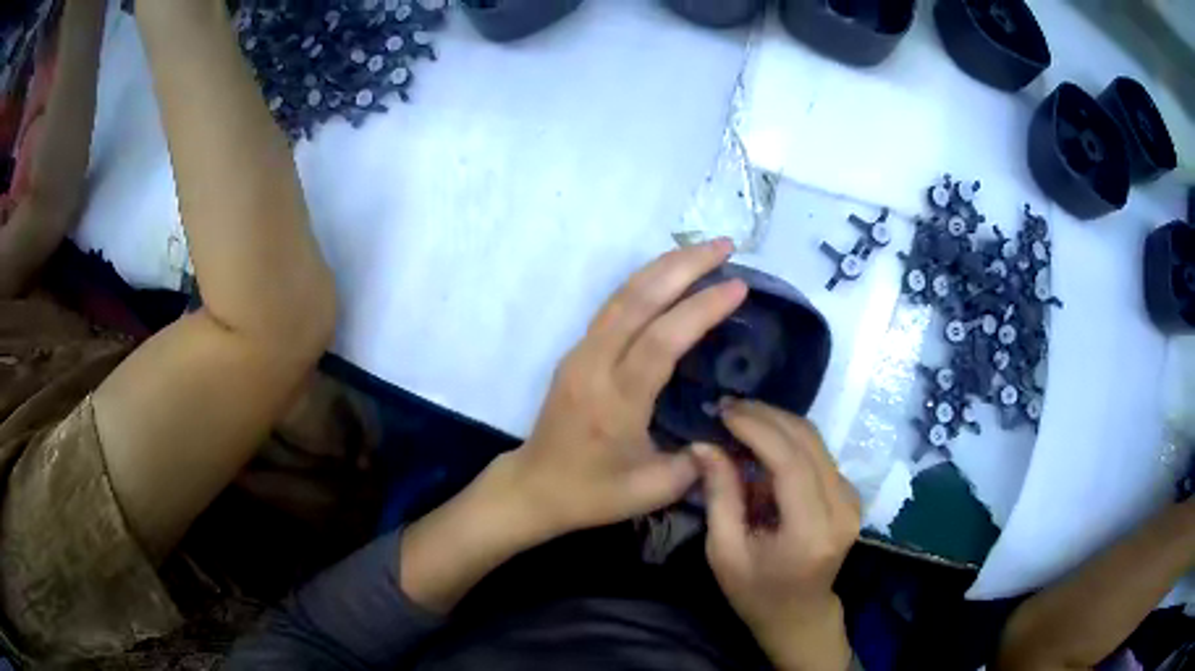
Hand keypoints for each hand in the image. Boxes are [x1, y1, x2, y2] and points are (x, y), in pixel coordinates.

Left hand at [508, 239, 747, 536]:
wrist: (534, 487)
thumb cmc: (591, 493)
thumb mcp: (651, 491)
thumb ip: (696, 463)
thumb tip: (728, 431)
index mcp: (615, 400)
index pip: (661, 340)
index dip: (700, 309)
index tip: (738, 285)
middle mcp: (595, 364)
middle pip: (638, 300)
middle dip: (684, 265)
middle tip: (725, 245)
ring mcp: (581, 353)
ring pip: (622, 295)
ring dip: (663, 266)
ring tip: (703, 250)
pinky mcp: (577, 352)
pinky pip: (614, 306)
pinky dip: (645, 283)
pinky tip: (668, 276)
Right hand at [695, 401, 859, 670]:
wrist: (800, 614)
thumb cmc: (756, 593)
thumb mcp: (725, 552)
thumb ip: (720, 496)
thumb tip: (703, 444)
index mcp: (812, 532)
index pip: (790, 463)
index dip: (757, 429)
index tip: (724, 411)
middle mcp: (842, 508)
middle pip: (808, 442)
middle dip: (766, 416)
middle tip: (726, 407)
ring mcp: (851, 499)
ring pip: (815, 441)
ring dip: (776, 424)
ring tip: (738, 420)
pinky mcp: (849, 494)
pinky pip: (818, 453)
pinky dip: (788, 440)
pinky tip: (759, 442)